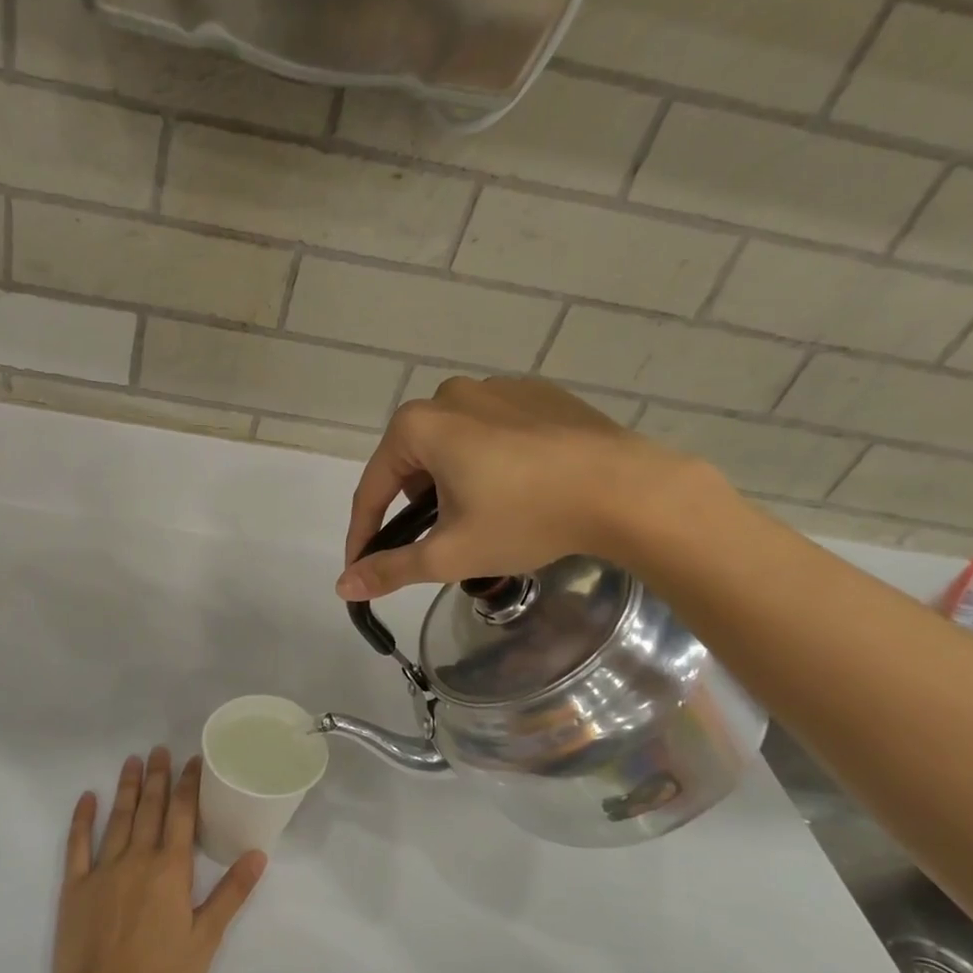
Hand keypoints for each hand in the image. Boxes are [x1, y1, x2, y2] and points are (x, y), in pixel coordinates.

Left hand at [51, 748, 266, 972]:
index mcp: (170, 871)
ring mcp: (103, 871)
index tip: (192, 761)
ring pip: (117, 819)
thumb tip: (257, 854)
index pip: (181, 815)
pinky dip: (82, 820)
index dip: (187, 785)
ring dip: (127, 788)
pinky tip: (88, 798)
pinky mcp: (75, 887)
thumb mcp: (206, 940)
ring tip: (132, 761)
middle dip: (158, 778)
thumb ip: (230, 894)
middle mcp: (137, 860)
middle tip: (160, 749)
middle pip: (150, 809)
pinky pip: (78, 845)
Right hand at [335, 376, 704, 600]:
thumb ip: (390, 568)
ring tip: (478, 516)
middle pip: (411, 462)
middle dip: (411, 506)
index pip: (373, 489)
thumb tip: (342, 585)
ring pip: (451, 444)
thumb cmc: (527, 518)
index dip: (364, 534)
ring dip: (449, 481)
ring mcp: (497, 388)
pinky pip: (492, 430)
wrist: (629, 490)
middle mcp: (450, 395)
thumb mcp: (450, 553)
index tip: (361, 567)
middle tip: (432, 543)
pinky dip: (488, 460)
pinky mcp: (537, 394)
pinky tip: (515, 488)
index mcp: (419, 425)